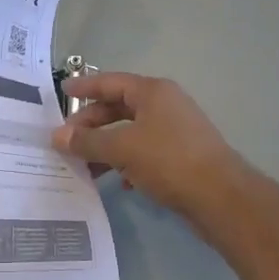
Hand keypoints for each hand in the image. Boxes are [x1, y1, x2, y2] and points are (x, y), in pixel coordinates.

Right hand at [52, 72, 251, 221]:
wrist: (221, 197)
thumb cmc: (169, 160)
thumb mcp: (122, 148)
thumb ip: (88, 142)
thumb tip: (57, 136)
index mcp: (153, 92)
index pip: (111, 82)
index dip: (85, 86)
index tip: (62, 89)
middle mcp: (165, 105)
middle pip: (119, 108)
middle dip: (91, 124)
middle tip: (66, 140)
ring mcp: (175, 130)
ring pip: (131, 132)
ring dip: (106, 147)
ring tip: (83, 165)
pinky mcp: (181, 156)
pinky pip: (144, 152)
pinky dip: (127, 162)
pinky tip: (118, 182)